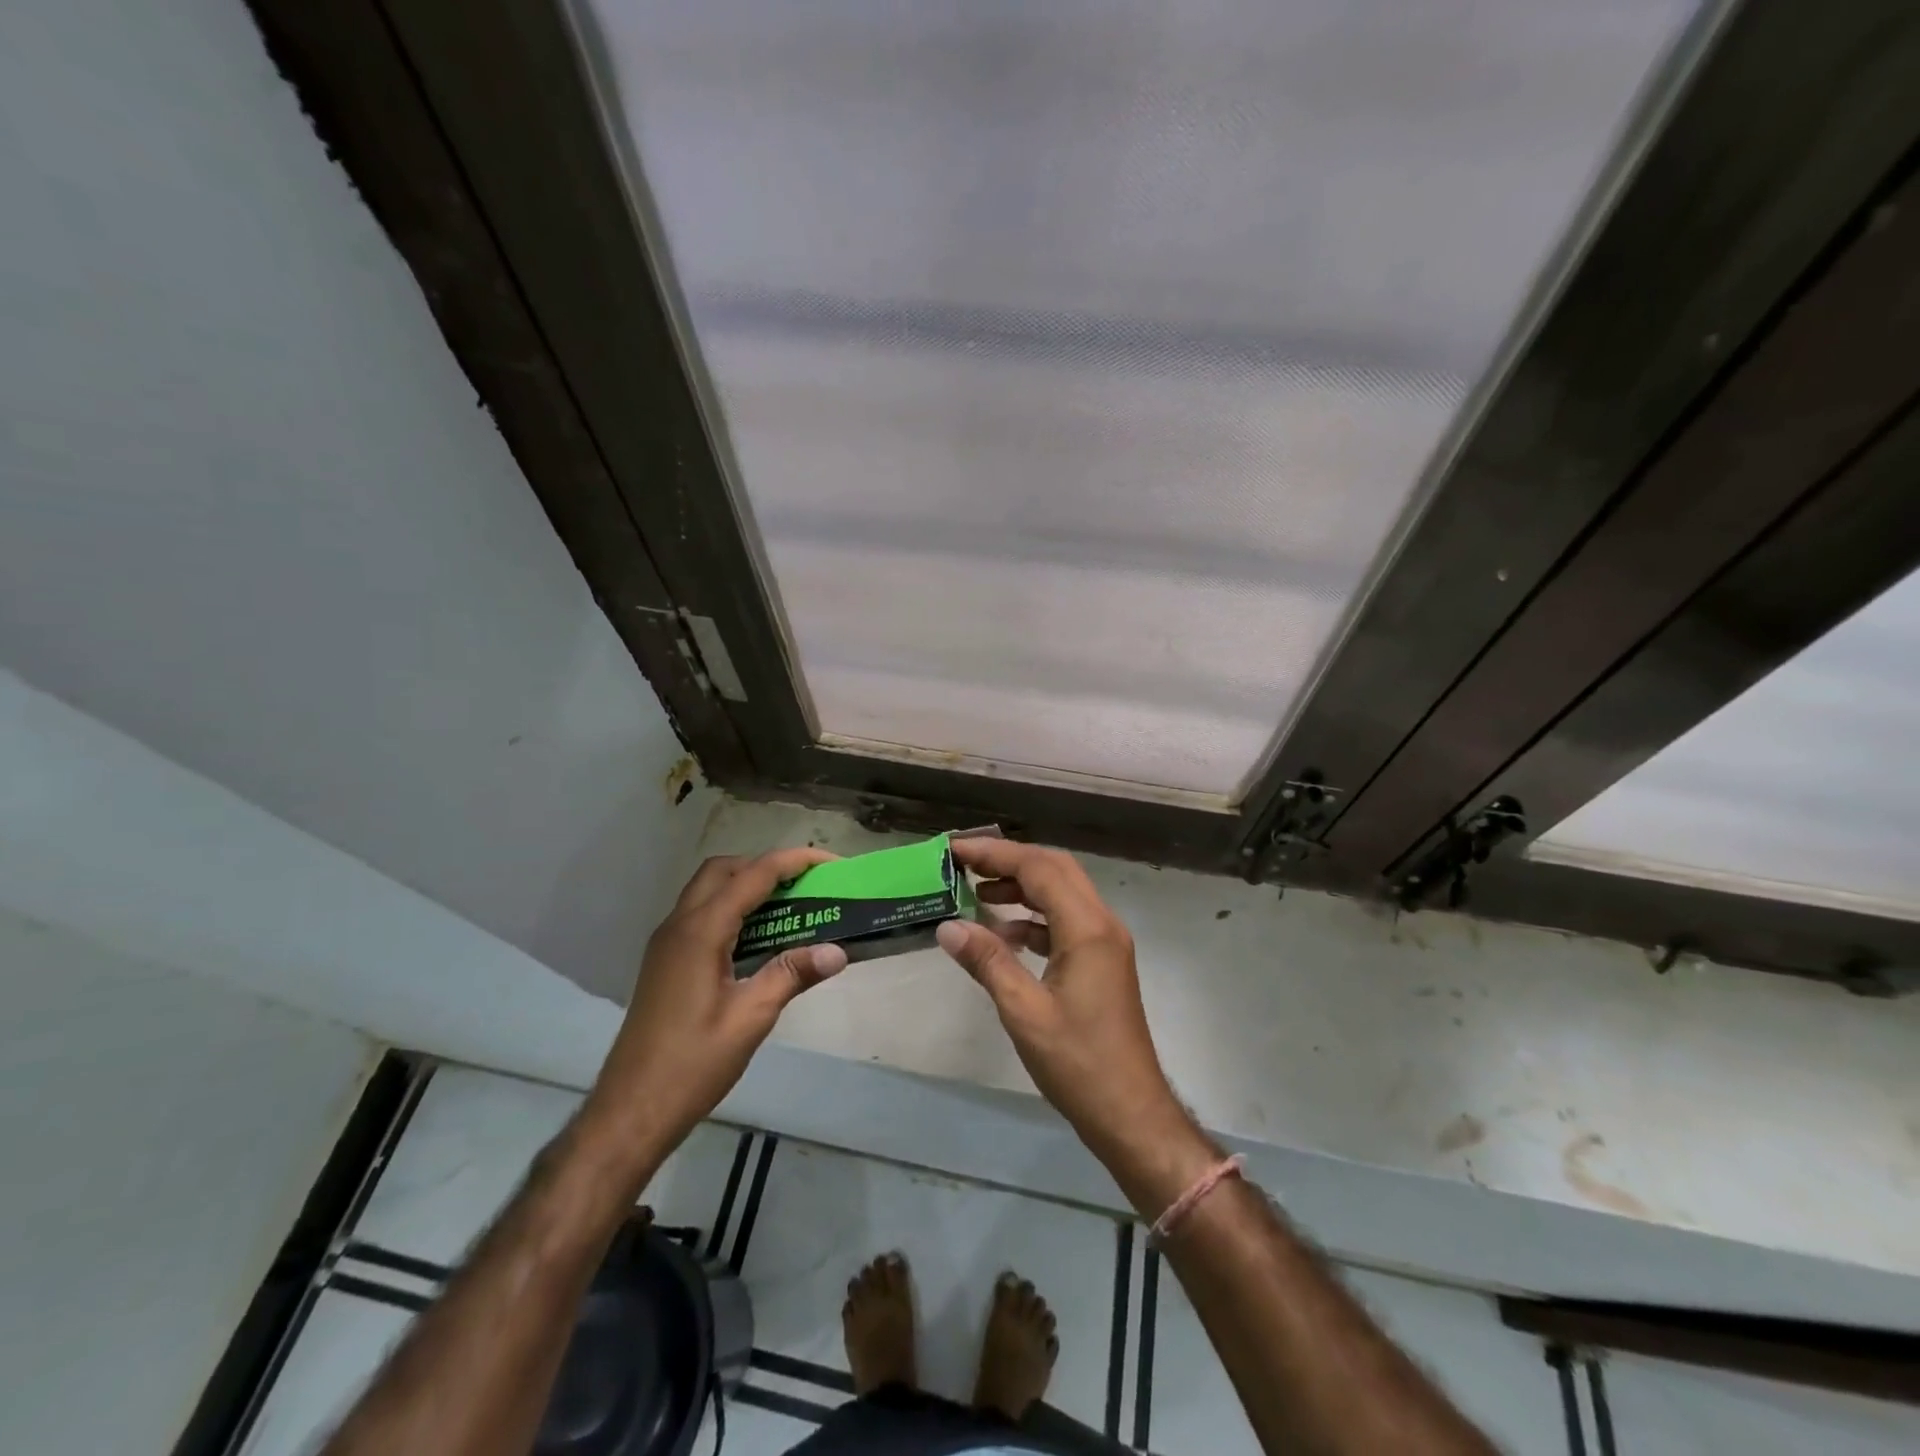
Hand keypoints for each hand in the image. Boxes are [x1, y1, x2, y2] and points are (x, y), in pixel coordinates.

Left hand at [584, 848, 847, 1157]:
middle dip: (766, 866)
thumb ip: (792, 974)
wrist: (631, 1110)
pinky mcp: (665, 962)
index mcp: (700, 931)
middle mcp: (679, 925)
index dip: (794, 861)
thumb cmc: (693, 1064)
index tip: (830, 863)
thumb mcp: (751, 1018)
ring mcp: (667, 943)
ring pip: (708, 891)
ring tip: (789, 908)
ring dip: (747, 886)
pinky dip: (731, 909)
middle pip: (724, 871)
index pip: (753, 876)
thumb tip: (838, 951)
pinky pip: (701, 915)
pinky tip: (757, 940)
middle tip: (804, 885)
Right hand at [934, 839, 1185, 1165]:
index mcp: (1087, 928)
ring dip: (1022, 887)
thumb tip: (948, 926)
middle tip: (965, 863)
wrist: (1130, 1113)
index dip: (995, 854)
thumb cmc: (1078, 1063)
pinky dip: (1033, 918)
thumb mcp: (1024, 1012)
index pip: (1039, 869)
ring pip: (1062, 893)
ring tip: (977, 891)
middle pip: (1055, 870)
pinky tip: (1004, 934)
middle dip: (1009, 861)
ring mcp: (1105, 943)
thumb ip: (987, 962)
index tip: (955, 850)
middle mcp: (1102, 924)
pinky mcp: (1102, 962)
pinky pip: (1065, 922)